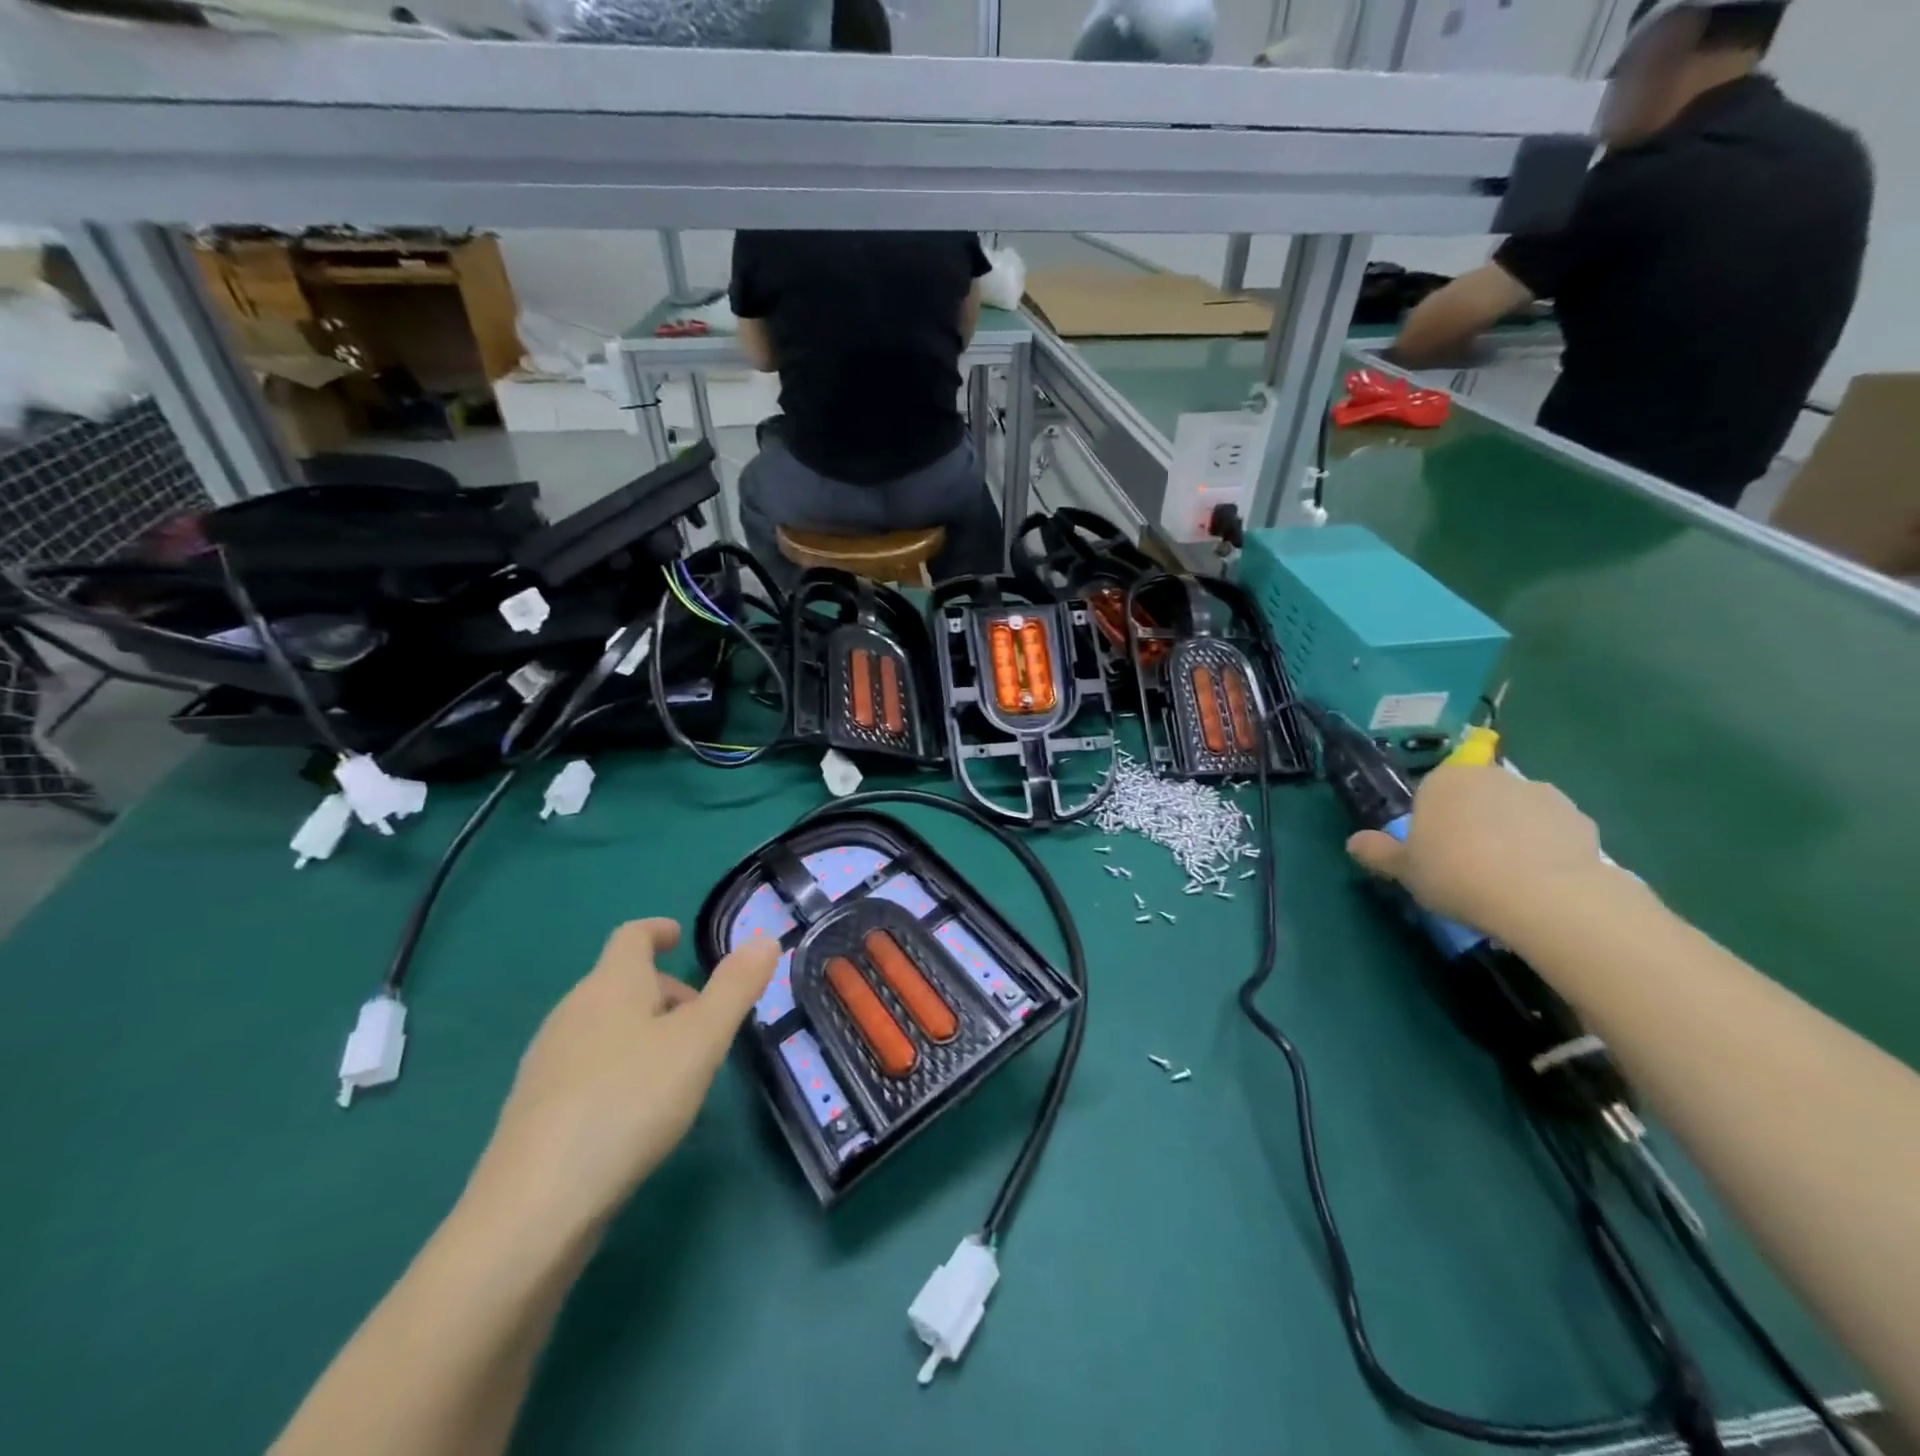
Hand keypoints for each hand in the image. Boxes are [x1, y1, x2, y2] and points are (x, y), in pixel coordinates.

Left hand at [469, 919, 777, 1229]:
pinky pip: (587, 1064)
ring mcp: (547, 1060)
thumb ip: (735, 988)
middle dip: (665, 992)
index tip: (679, 938)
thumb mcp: (700, 1041)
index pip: (632, 936)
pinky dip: (619, 1066)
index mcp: (611, 984)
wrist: (534, 1206)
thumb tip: (764, 939)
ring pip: (605, 1025)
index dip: (657, 930)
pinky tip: (637, 1110)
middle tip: (704, 1022)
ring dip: (644, 1030)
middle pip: (621, 982)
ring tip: (680, 1068)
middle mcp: (573, 1011)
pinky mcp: (536, 1108)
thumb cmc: (629, 1101)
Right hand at [1345, 764, 1606, 934]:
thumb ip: (1379, 853)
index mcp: (1443, 780)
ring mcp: (1539, 793)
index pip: (1431, 792)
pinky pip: (1552, 831)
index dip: (1432, 821)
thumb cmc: (1457, 874)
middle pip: (1476, 797)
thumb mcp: (1405, 871)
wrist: (1543, 895)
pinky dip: (1547, 848)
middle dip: (1473, 822)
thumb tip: (1353, 843)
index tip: (1434, 852)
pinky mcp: (1579, 818)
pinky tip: (1542, 882)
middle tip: (1469, 866)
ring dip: (1512, 833)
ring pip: (1515, 812)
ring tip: (1510, 879)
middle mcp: (1490, 776)